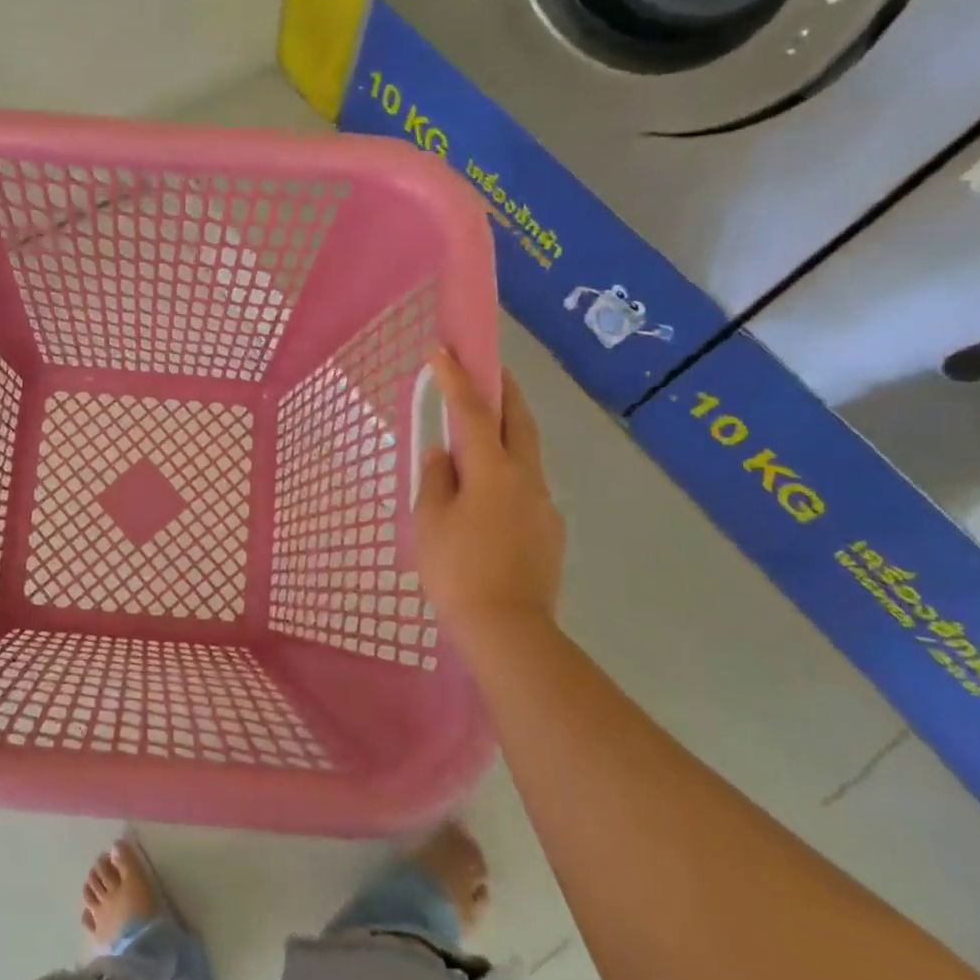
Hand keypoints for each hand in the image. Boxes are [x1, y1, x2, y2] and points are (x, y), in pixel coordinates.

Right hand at [414, 350, 565, 636]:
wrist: (508, 629)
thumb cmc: (457, 570)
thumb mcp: (430, 521)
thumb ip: (437, 478)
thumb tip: (445, 454)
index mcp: (493, 471)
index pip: (473, 412)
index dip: (456, 379)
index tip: (443, 350)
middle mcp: (526, 478)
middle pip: (518, 421)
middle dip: (504, 389)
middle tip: (489, 367)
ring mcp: (543, 504)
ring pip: (526, 453)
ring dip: (508, 430)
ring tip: (483, 430)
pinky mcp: (549, 530)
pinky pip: (526, 486)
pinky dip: (509, 470)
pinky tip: (489, 493)